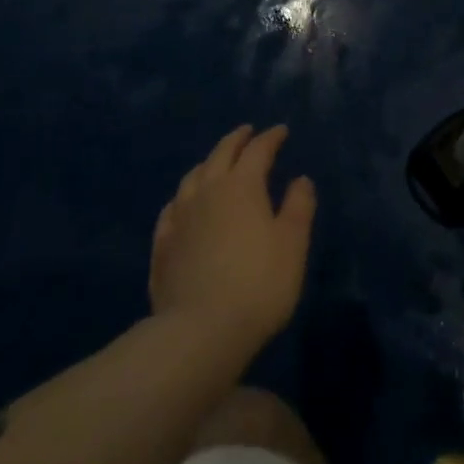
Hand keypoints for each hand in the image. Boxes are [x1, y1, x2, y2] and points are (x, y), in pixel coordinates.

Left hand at [150, 125, 316, 353]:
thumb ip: (299, 206)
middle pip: (221, 154)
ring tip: (215, 163)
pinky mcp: (162, 245)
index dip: (271, 138)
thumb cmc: (258, 283)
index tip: (281, 131)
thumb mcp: (293, 244)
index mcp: (242, 185)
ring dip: (208, 163)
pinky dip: (182, 197)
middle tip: (247, 132)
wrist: (200, 331)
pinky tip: (183, 204)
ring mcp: (180, 217)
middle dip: (236, 140)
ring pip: (192, 177)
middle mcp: (207, 191)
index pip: (257, 150)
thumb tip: (301, 179)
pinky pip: (172, 208)